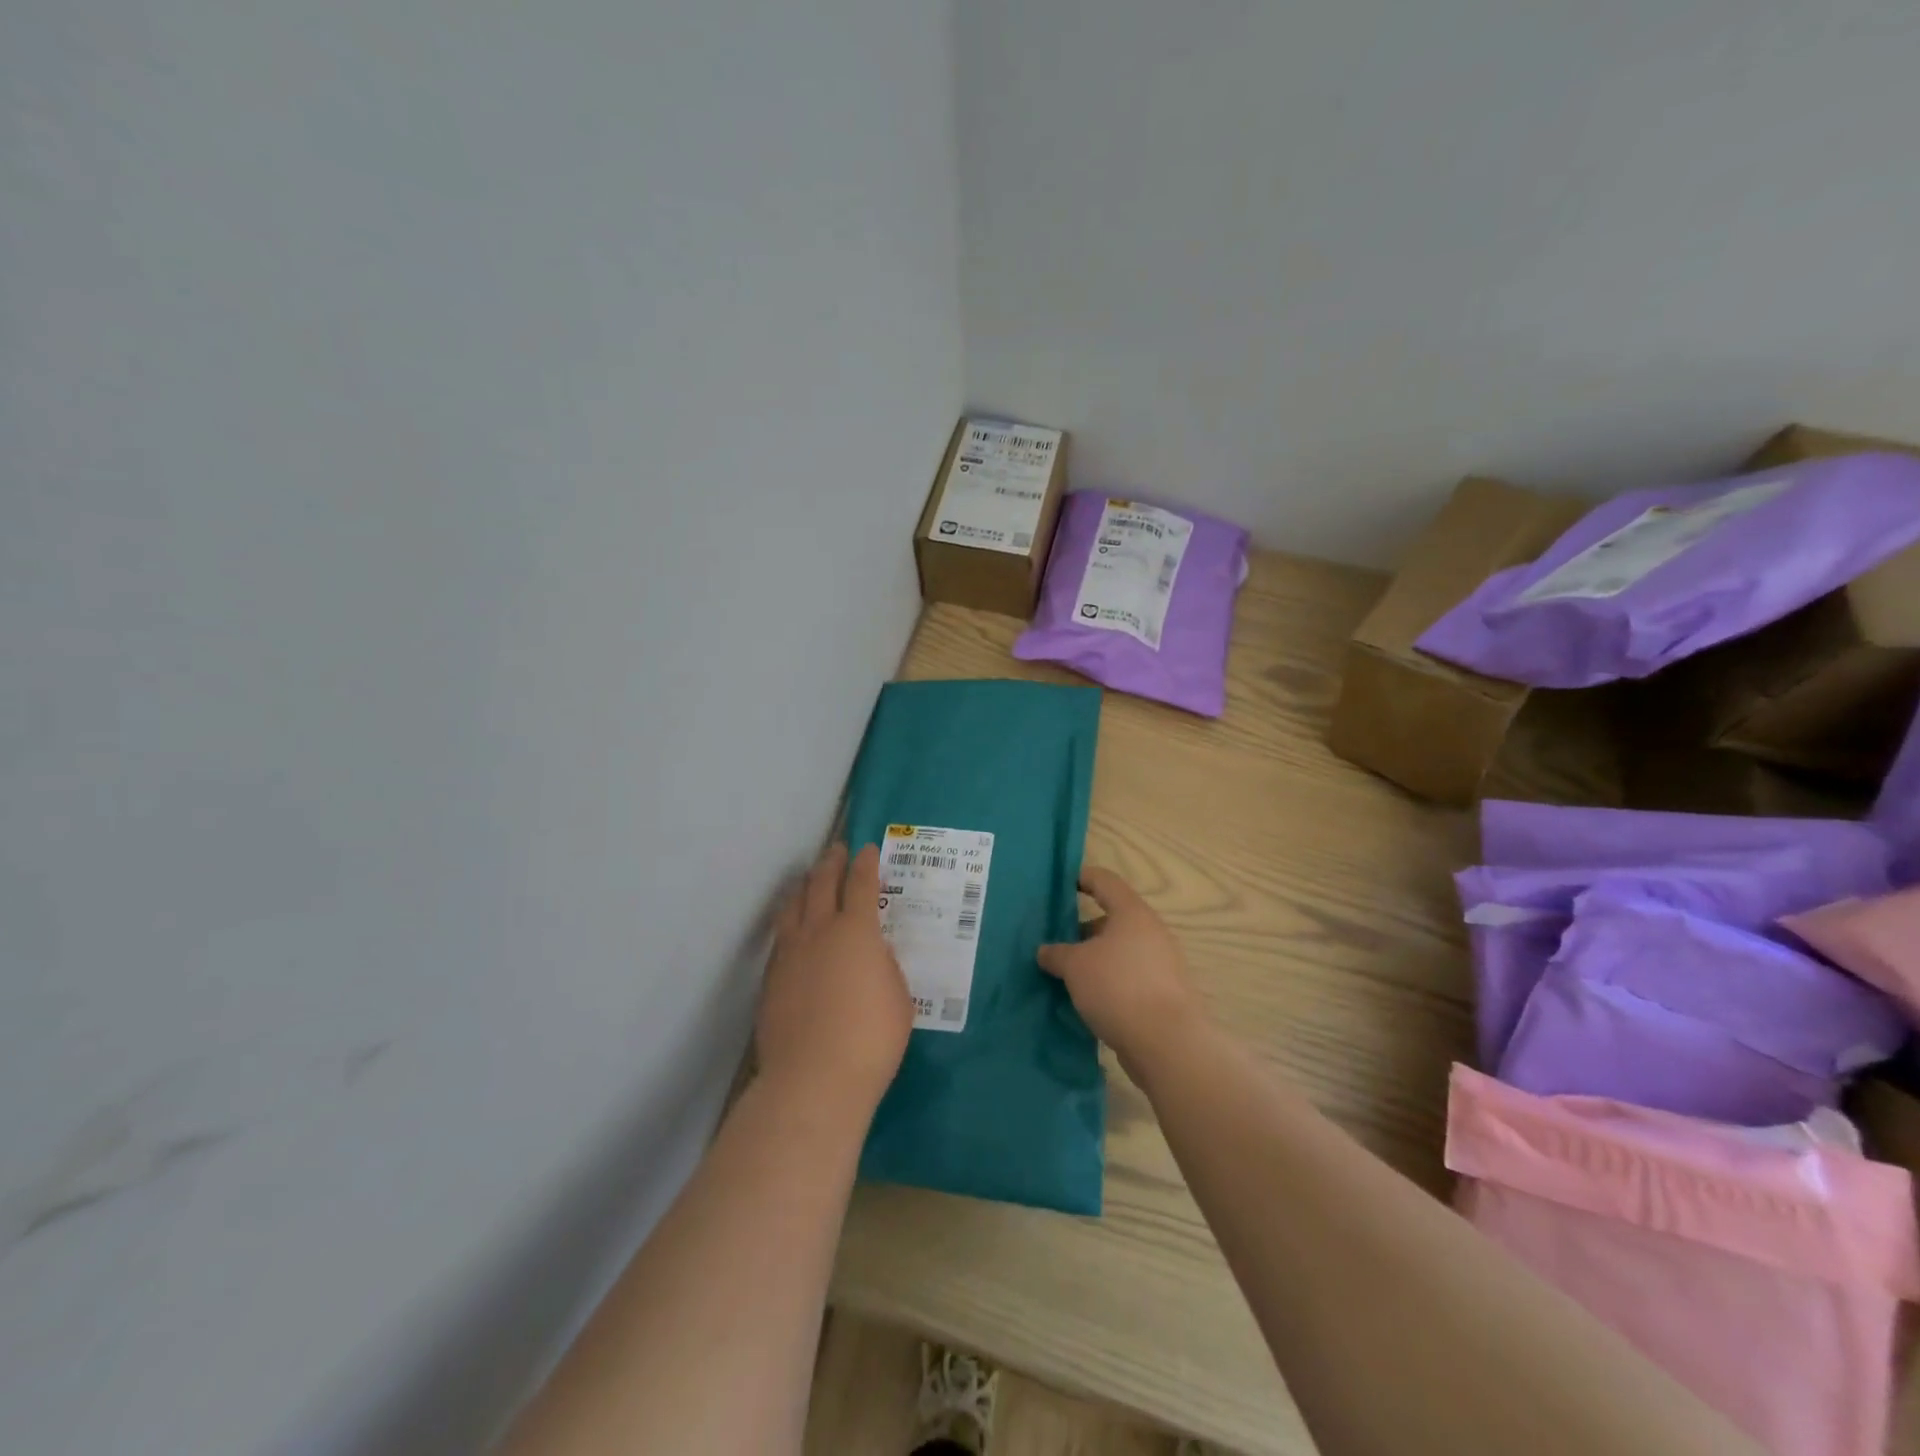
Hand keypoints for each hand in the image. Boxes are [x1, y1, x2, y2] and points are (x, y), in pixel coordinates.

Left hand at [757, 843, 912, 1120]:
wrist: (813, 1079)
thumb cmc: (870, 1038)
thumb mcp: (898, 996)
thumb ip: (884, 966)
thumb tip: (870, 952)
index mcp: (857, 931)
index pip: (861, 884)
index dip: (865, 864)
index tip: (867, 850)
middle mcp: (819, 931)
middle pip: (821, 884)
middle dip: (831, 863)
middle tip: (836, 850)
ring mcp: (789, 953)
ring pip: (793, 906)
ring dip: (804, 886)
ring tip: (809, 879)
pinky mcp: (770, 978)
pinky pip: (781, 935)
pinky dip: (790, 919)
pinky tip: (793, 926)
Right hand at [1038, 867, 1205, 1079]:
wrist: (1167, 1043)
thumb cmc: (1117, 987)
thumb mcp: (1075, 966)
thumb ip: (1056, 953)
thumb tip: (1045, 951)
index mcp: (1132, 913)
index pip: (1105, 881)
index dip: (1082, 878)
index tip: (1061, 884)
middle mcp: (1151, 932)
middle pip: (1113, 919)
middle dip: (1083, 929)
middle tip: (1056, 942)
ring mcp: (1162, 964)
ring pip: (1120, 951)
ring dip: (1095, 959)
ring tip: (1067, 975)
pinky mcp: (1164, 993)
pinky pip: (1129, 977)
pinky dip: (1109, 981)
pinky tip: (1088, 999)